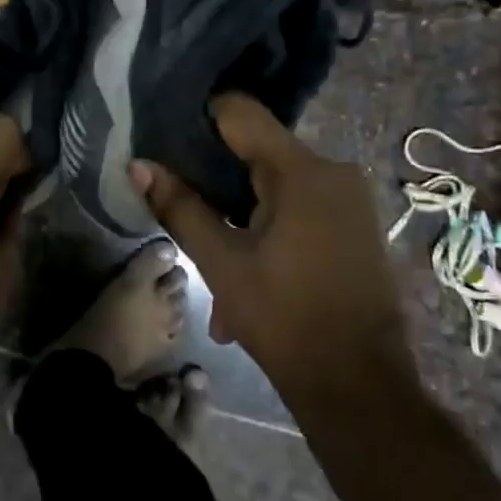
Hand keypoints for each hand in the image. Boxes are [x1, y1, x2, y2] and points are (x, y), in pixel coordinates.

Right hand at [129, 93, 411, 394]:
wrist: (361, 387)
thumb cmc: (286, 319)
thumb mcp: (221, 263)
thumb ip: (179, 207)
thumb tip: (138, 165)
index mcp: (302, 170)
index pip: (240, 112)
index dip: (199, 119)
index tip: (167, 140)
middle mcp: (333, 171)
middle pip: (257, 153)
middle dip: (217, 186)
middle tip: (183, 215)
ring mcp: (349, 200)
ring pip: (276, 189)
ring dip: (240, 220)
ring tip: (214, 267)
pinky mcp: (355, 226)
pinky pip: (299, 210)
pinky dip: (268, 232)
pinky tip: (247, 276)